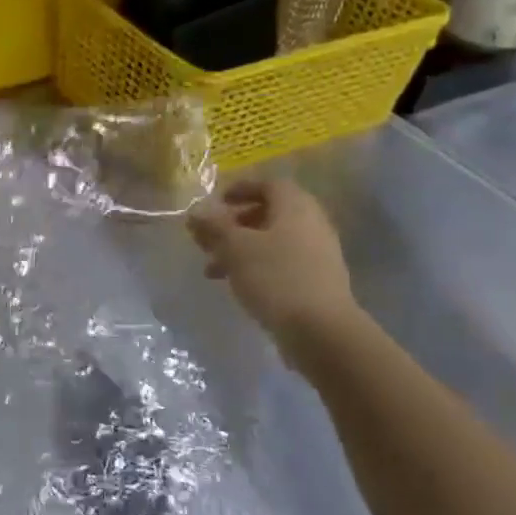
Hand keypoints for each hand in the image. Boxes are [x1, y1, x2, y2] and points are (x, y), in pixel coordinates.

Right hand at [186, 178, 357, 350]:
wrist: (320, 330)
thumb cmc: (275, 277)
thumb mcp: (235, 248)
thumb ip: (213, 227)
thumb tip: (195, 211)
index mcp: (295, 207)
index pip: (269, 184)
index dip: (241, 189)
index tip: (216, 203)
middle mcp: (311, 224)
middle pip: (269, 213)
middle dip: (235, 223)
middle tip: (209, 238)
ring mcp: (317, 253)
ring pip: (272, 240)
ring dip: (241, 249)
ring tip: (213, 270)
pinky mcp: (316, 280)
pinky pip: (281, 262)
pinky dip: (256, 266)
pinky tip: (238, 285)